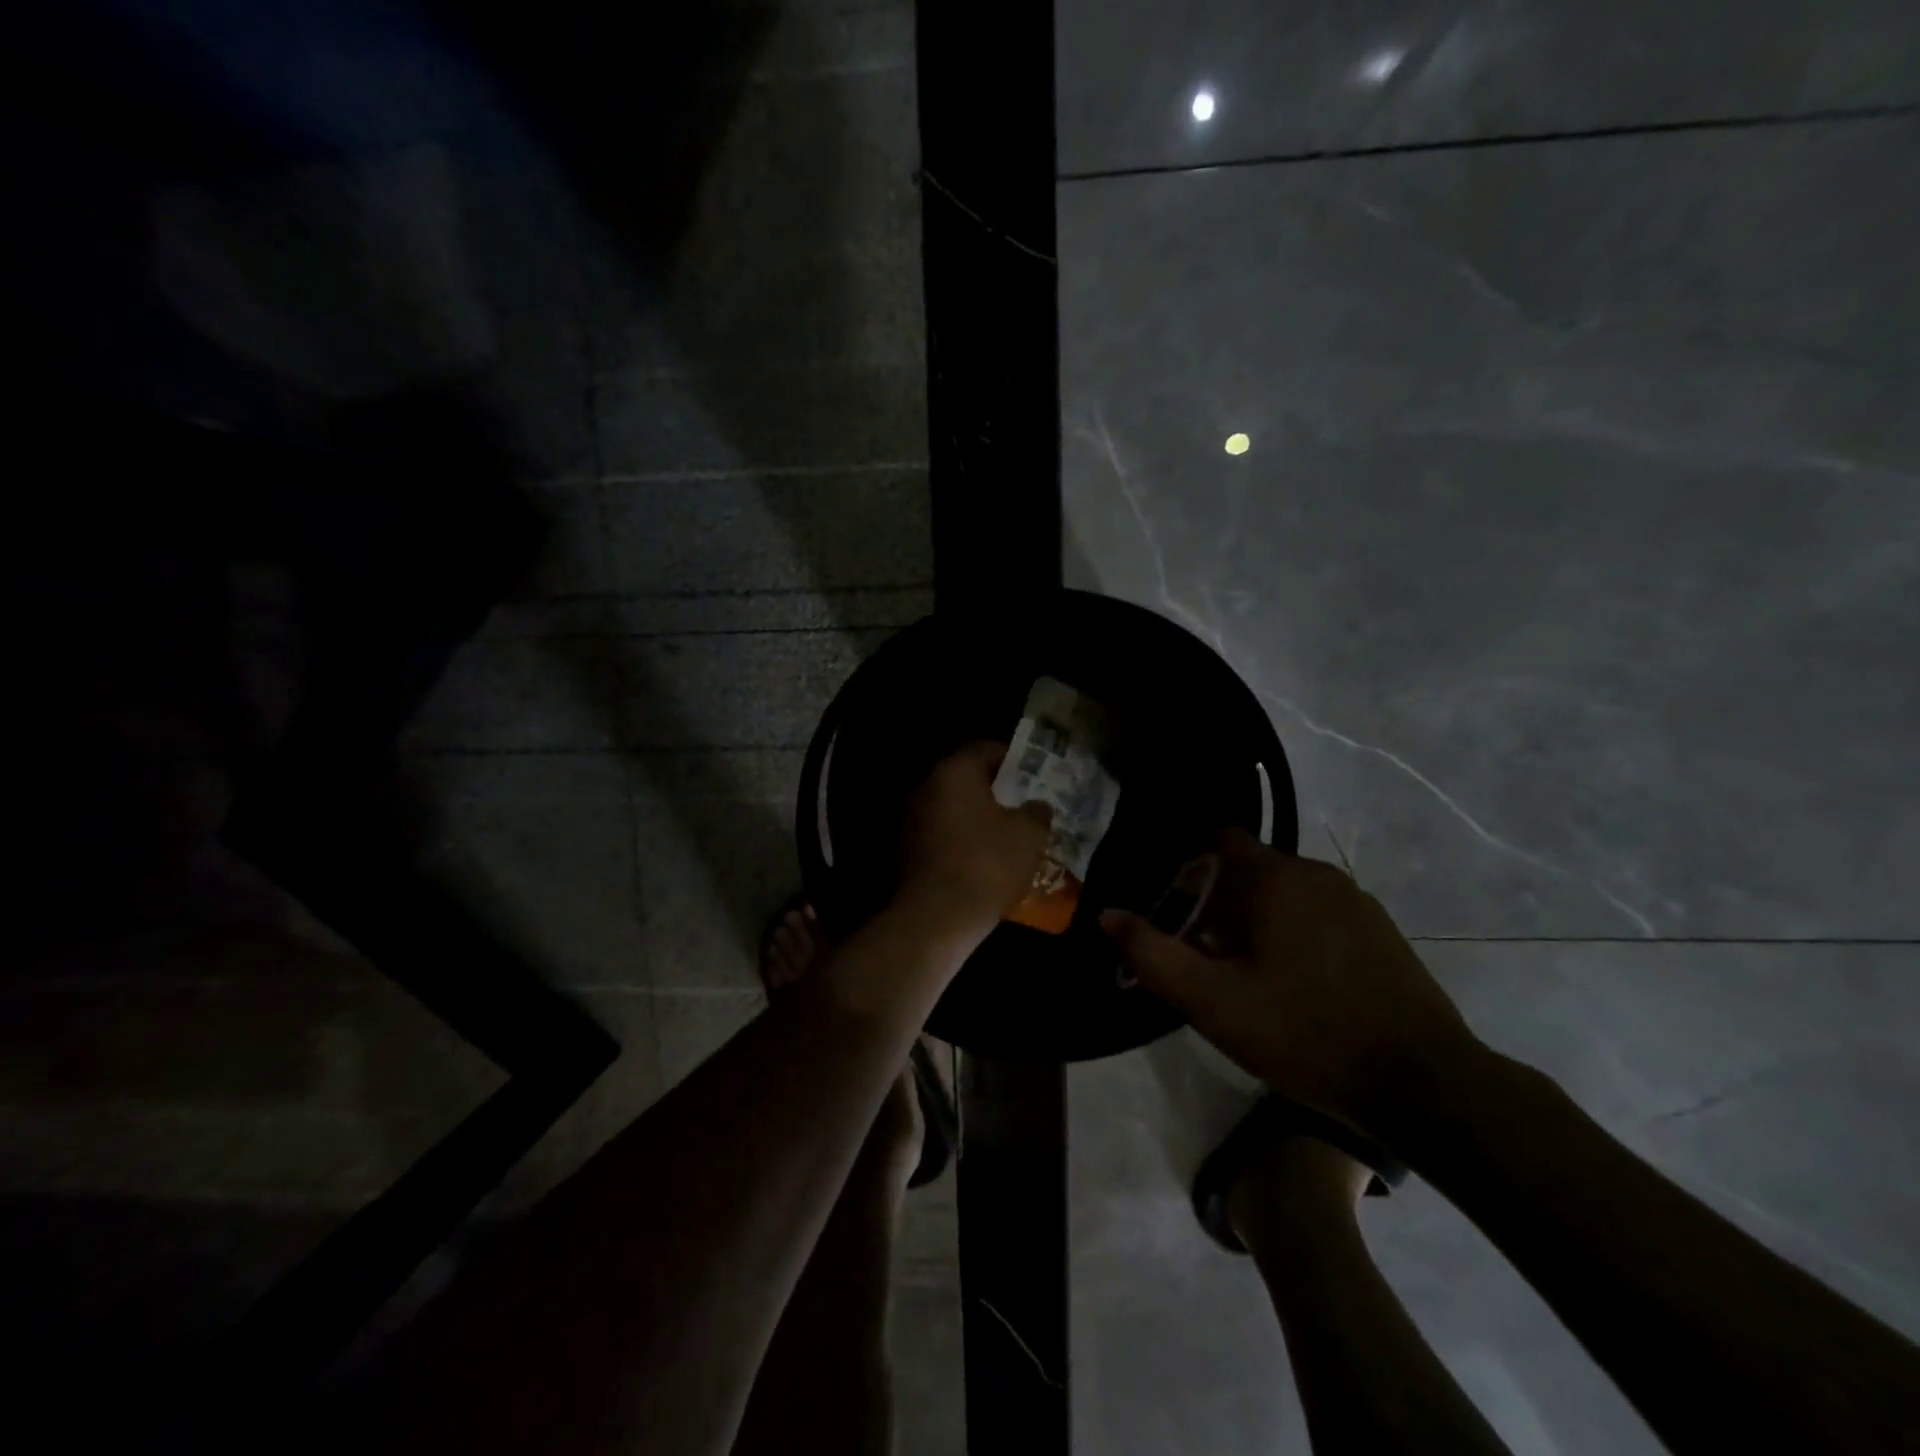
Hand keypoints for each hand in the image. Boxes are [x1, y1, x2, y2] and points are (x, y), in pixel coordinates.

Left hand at [897, 742, 1051, 929]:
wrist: (937, 917)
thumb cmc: (987, 863)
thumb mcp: (1029, 834)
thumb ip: (1037, 812)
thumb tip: (1038, 805)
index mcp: (953, 771)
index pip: (985, 749)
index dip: (1014, 760)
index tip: (1035, 776)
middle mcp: (925, 787)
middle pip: (966, 780)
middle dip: (996, 792)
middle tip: (1024, 807)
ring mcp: (909, 820)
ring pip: (952, 810)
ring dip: (977, 820)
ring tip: (1008, 838)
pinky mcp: (904, 852)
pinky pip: (941, 837)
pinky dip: (961, 843)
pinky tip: (984, 863)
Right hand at [1101, 829, 1482, 1146]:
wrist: (1424, 1085)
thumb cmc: (1305, 1033)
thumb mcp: (1213, 1002)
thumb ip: (1153, 954)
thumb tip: (1108, 915)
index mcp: (1275, 877)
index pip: (1219, 839)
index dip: (1188, 864)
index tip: (1170, 901)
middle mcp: (1316, 873)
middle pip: (1249, 868)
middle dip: (1218, 899)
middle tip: (1198, 948)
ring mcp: (1354, 901)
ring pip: (1285, 893)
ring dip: (1256, 918)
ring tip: (1240, 970)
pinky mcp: (1379, 931)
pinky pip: (1317, 914)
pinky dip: (1293, 932)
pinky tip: (1291, 983)